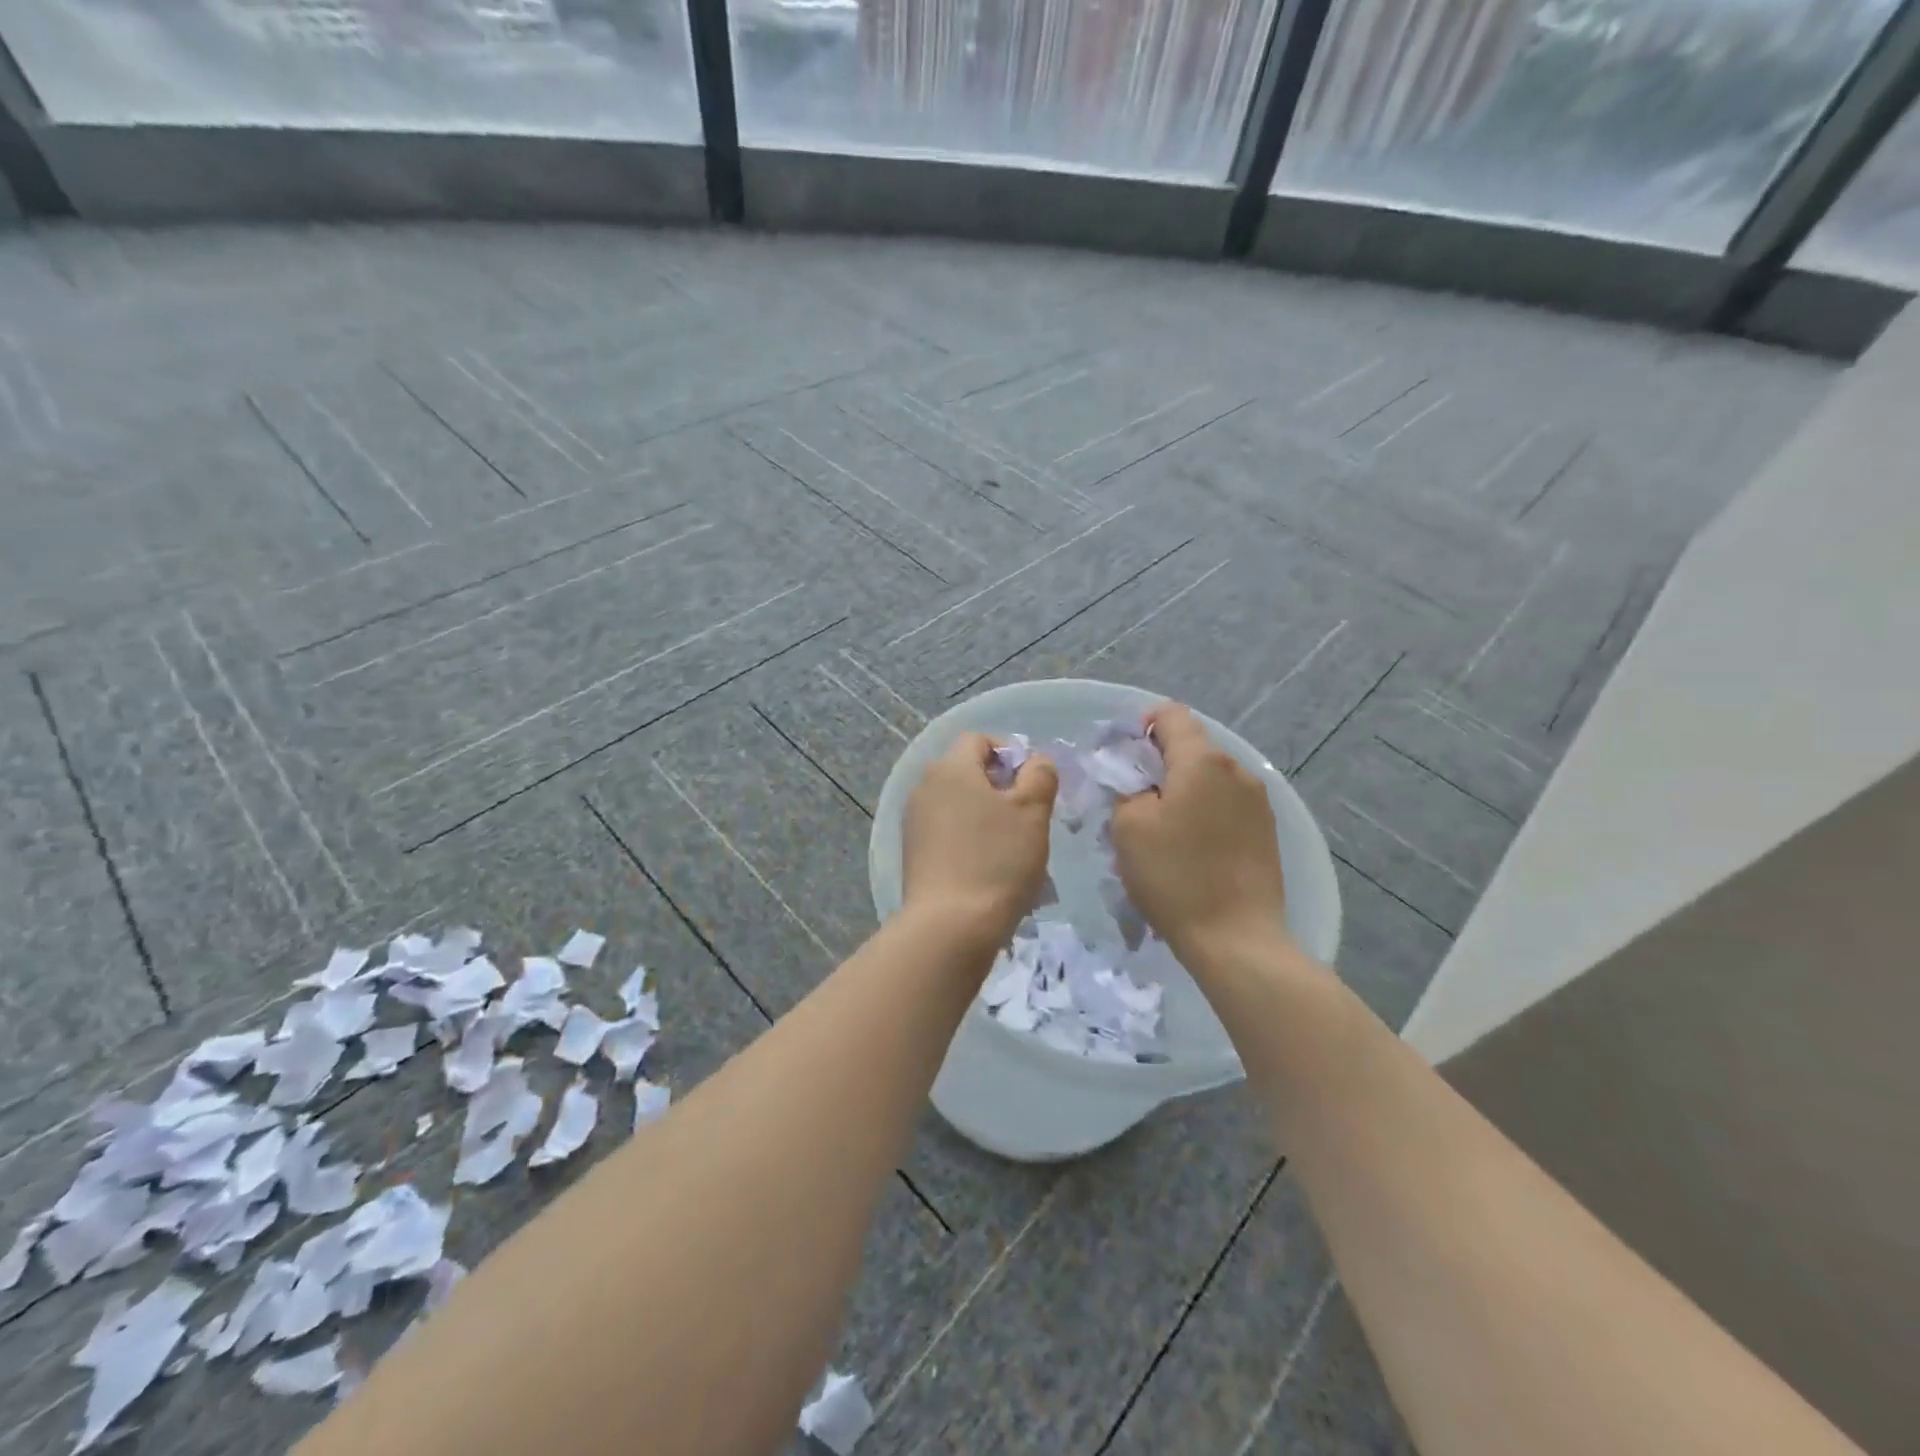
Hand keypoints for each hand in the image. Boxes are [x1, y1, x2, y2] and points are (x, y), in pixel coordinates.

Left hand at [902, 734, 1057, 941]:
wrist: (950, 926)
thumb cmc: (997, 860)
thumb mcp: (1032, 811)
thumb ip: (1040, 775)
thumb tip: (1035, 762)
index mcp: (950, 768)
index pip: (980, 740)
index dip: (1010, 754)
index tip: (1033, 785)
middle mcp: (924, 786)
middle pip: (967, 772)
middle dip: (1000, 788)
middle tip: (1028, 818)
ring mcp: (914, 821)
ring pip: (958, 804)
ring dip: (986, 816)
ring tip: (1012, 848)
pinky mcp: (913, 853)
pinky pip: (947, 832)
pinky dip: (969, 840)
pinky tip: (988, 869)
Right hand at [1111, 703, 1289, 960]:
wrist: (1236, 939)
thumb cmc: (1174, 876)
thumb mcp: (1129, 826)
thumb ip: (1126, 786)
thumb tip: (1137, 778)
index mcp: (1203, 760)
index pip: (1170, 715)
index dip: (1141, 727)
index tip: (1123, 762)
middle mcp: (1237, 769)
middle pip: (1192, 747)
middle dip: (1160, 764)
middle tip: (1135, 802)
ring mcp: (1258, 801)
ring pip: (1209, 778)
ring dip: (1183, 791)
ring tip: (1165, 831)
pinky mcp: (1267, 831)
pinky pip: (1227, 804)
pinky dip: (1204, 812)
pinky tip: (1193, 849)